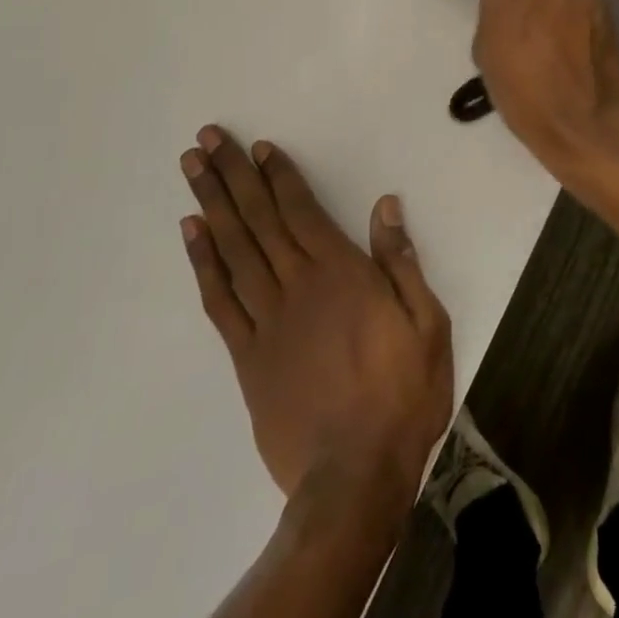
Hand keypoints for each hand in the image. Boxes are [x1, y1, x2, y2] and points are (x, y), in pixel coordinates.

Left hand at [181, 126, 453, 506]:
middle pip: (259, 219)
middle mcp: (297, 285)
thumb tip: (385, 206)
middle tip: (206, 139)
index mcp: (341, 273)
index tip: (257, 147)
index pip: (301, 210)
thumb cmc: (401, 394)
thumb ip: (402, 261)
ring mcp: (266, 320)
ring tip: (191, 170)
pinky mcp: (247, 357)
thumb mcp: (427, 323)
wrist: (354, 477)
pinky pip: (220, 300)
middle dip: (232, 175)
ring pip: (233, 250)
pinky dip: (203, 263)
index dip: (278, 175)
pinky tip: (191, 234)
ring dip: (212, 204)